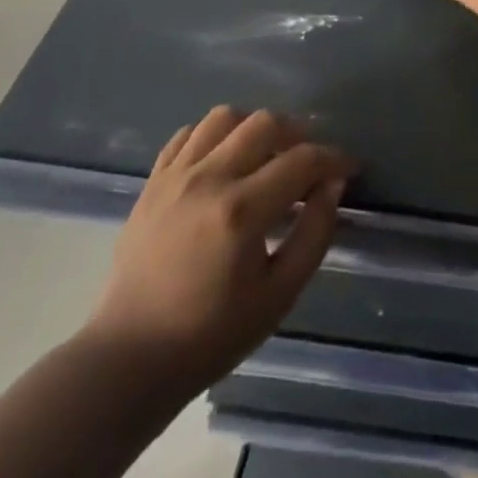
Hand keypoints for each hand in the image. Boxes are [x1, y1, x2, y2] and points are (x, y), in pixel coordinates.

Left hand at [82, 107, 354, 394]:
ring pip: (225, 117)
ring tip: (265, 155)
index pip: (302, 160)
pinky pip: (188, 134)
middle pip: (265, 123)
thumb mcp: (280, 295)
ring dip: (254, 127)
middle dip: (298, 134)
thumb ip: (314, 233)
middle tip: (309, 161)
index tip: (349, 169)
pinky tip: (224, 162)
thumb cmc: (211, 335)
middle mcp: (208, 180)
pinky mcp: (152, 183)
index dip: (334, 159)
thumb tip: (333, 186)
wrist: (129, 360)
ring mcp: (175, 177)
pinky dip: (214, 136)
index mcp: (242, 211)